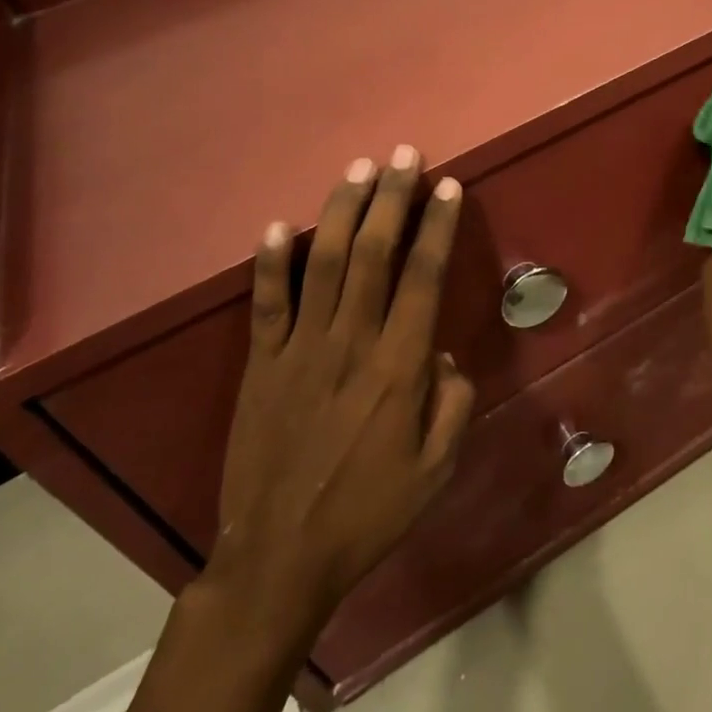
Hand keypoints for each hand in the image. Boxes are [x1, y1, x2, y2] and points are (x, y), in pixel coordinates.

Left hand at [212, 146, 475, 624]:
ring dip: (343, 211)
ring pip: (325, 263)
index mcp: (399, 367)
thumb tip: (442, 353)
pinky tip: (280, 225)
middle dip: (392, 198)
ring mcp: (299, 349)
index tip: (448, 186)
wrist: (280, 556)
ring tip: (359, 169)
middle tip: (404, 155)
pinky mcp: (260, 365)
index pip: (423, 277)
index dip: (437, 227)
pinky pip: (266, 302)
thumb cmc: (369, 513)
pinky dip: (272, 261)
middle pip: (374, 253)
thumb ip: (452, 403)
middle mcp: (350, 343)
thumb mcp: (437, 469)